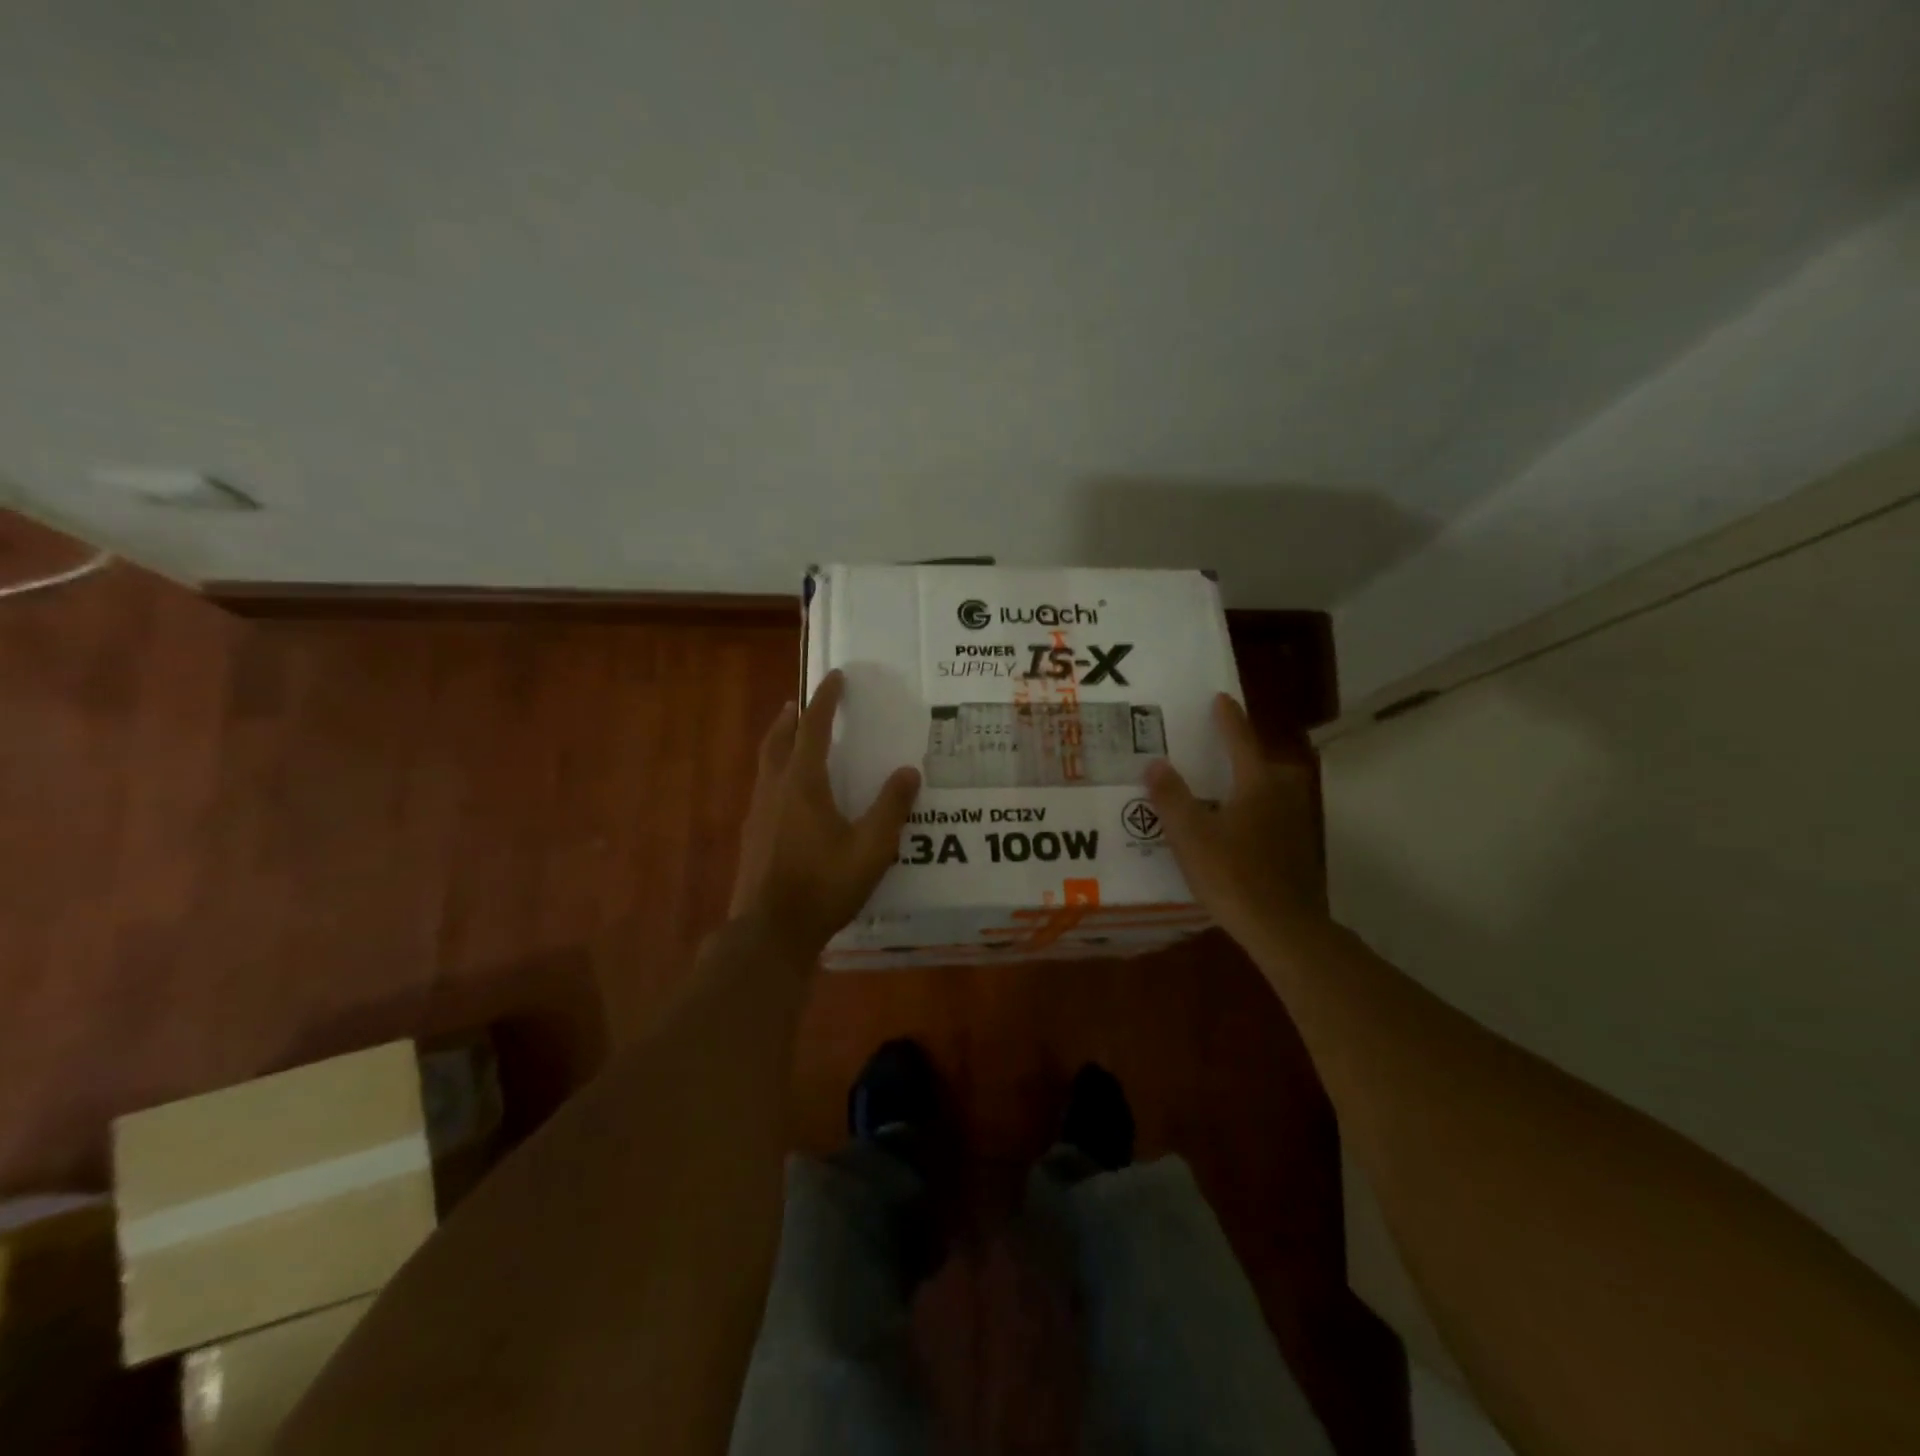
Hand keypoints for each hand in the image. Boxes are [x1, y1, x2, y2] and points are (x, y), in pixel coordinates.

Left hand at [729, 670, 922, 957]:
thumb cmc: (824, 885)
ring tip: (793, 739)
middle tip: (800, 703)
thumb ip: (891, 807)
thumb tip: (908, 771)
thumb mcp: (871, 847)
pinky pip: (764, 789)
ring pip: (766, 764)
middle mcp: (775, 789)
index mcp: (803, 784)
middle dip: (792, 718)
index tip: (834, 676)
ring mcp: (758, 814)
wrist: (770, 931)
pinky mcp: (752, 837)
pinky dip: (776, 773)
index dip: (825, 700)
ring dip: (779, 743)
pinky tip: (788, 796)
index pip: (813, 728)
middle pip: (778, 740)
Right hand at [1145, 693, 1325, 948]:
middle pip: (1266, 765)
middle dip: (1246, 754)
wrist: (1283, 927)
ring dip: (1253, 784)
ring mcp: (1295, 826)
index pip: (1241, 742)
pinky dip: (1257, 813)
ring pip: (1273, 792)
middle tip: (1221, 750)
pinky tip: (1238, 830)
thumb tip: (1155, 763)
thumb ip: (1171, 797)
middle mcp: (1282, 798)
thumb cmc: (1233, 875)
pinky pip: (1274, 817)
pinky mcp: (1298, 852)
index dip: (1229, 720)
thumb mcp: (1190, 835)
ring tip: (1225, 789)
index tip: (1221, 698)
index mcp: (1257, 786)